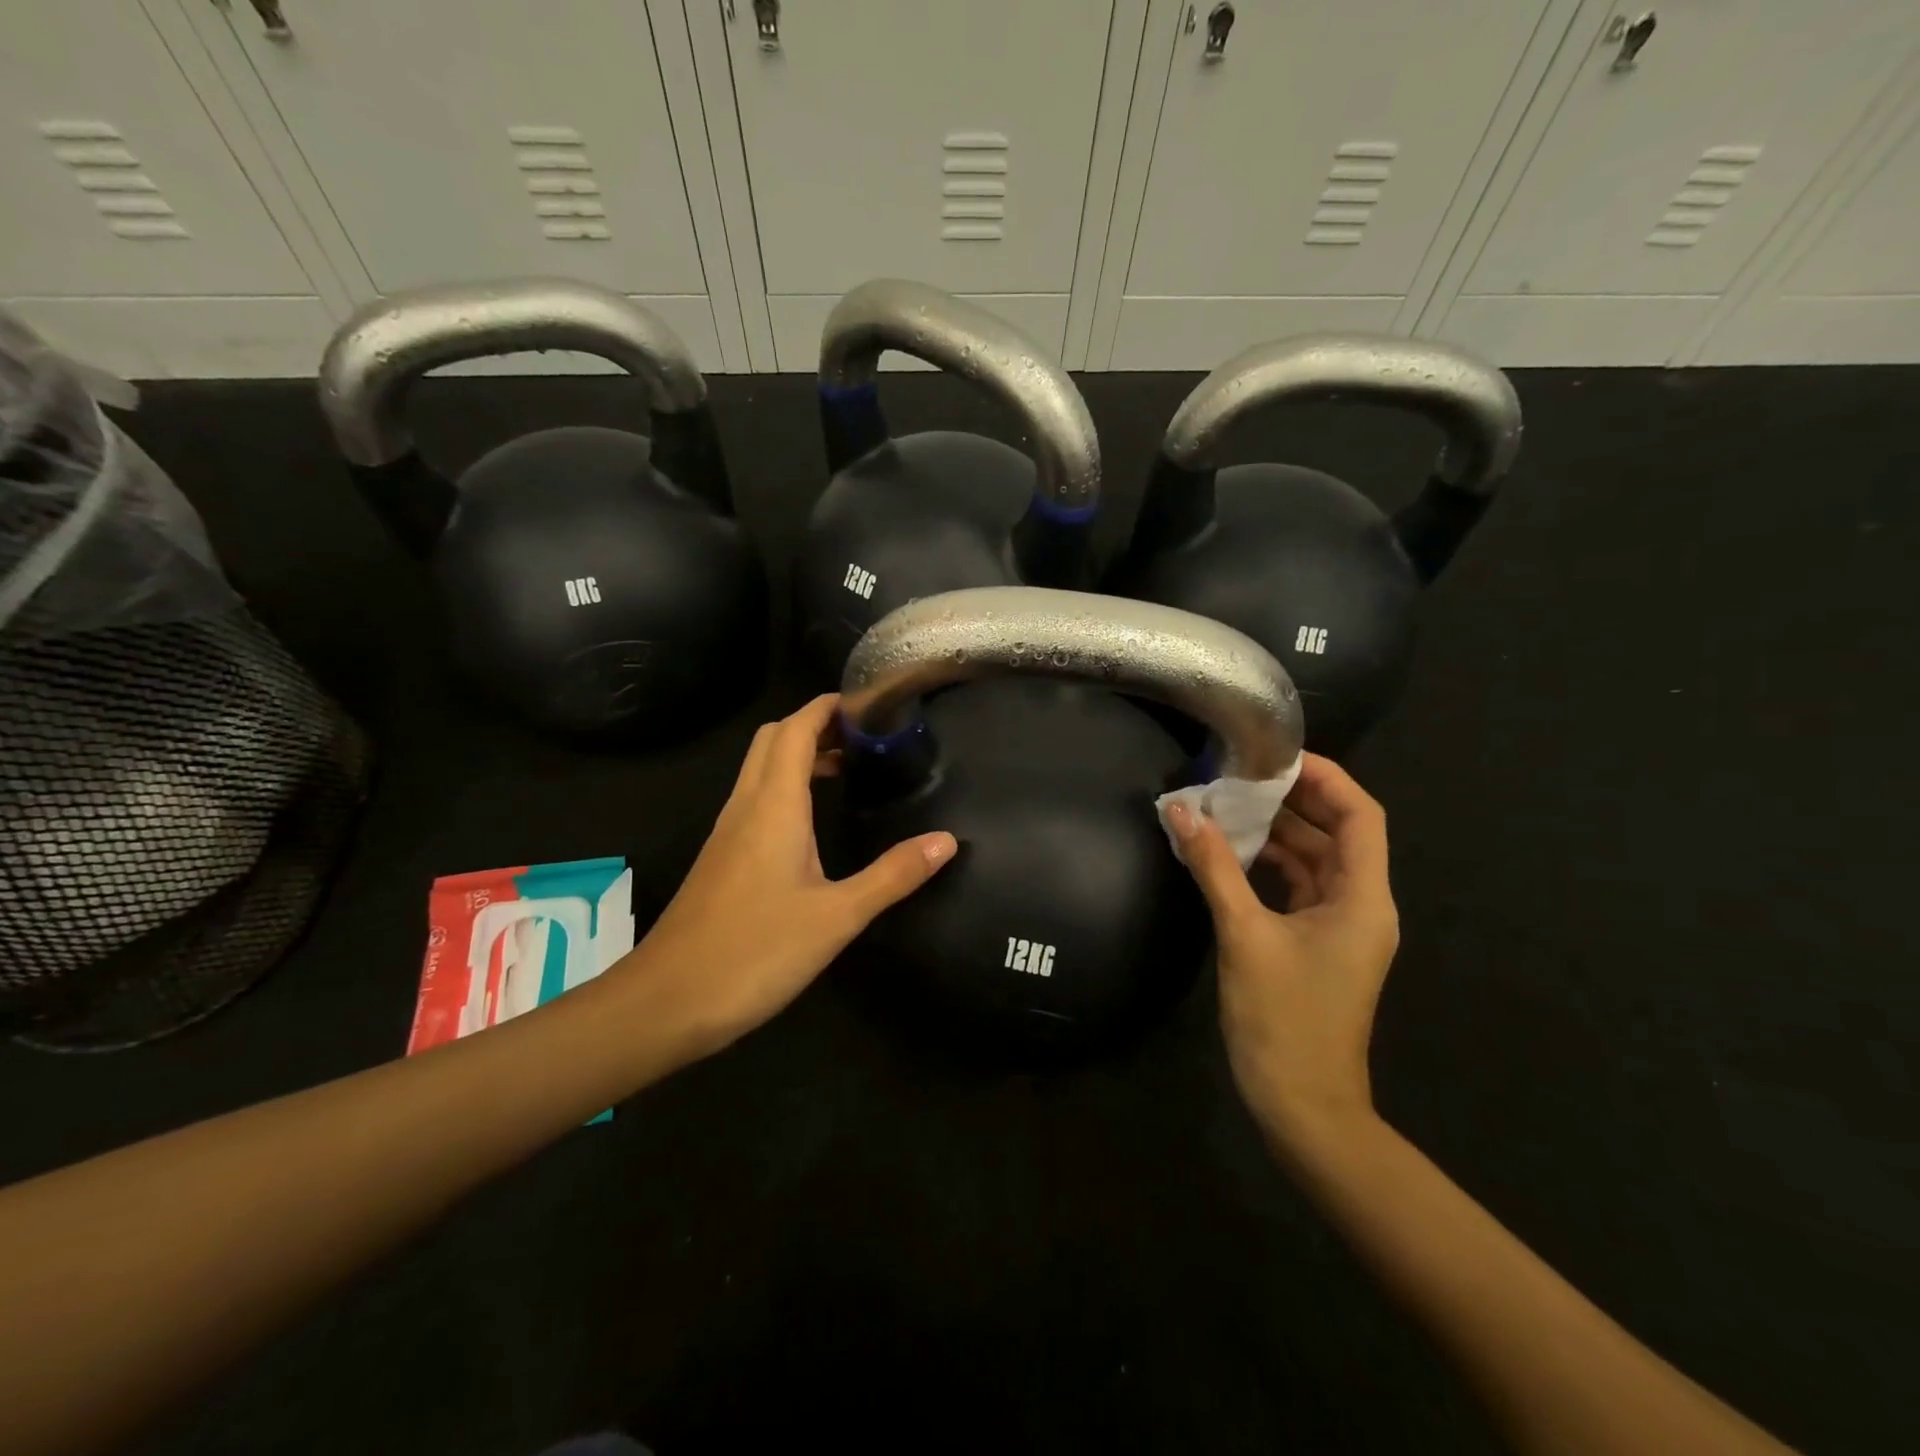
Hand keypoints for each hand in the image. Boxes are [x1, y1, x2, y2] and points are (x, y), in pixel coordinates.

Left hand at [614, 694, 955, 1056]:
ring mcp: (727, 832)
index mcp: (773, 806)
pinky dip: (785, 788)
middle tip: (864, 736)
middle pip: (774, 739)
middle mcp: (745, 806)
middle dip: (815, 724)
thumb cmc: (755, 952)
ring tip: (847, 769)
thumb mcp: (837, 917)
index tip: (870, 704)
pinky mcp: (721, 858)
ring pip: (760, 769)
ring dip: (798, 755)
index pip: (796, 729)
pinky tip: (811, 822)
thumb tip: (946, 841)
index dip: (829, 707)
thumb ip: (893, 875)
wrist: (667, 1001)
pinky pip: (754, 800)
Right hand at [1166, 754, 1398, 1150]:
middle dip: (1293, 800)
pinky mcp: (1318, 943)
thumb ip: (1215, 868)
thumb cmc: (1283, 1019)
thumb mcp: (1244, 935)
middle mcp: (1361, 905)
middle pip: (1338, 832)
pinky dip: (1270, 864)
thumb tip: (1180, 812)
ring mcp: (1341, 927)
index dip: (1326, 778)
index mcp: (1363, 898)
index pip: (1360, 815)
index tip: (1275, 756)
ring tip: (1229, 804)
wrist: (1303, 1104)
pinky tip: (1231, 852)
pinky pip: (1299, 886)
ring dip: (1278, 832)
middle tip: (1240, 774)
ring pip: (1316, 860)